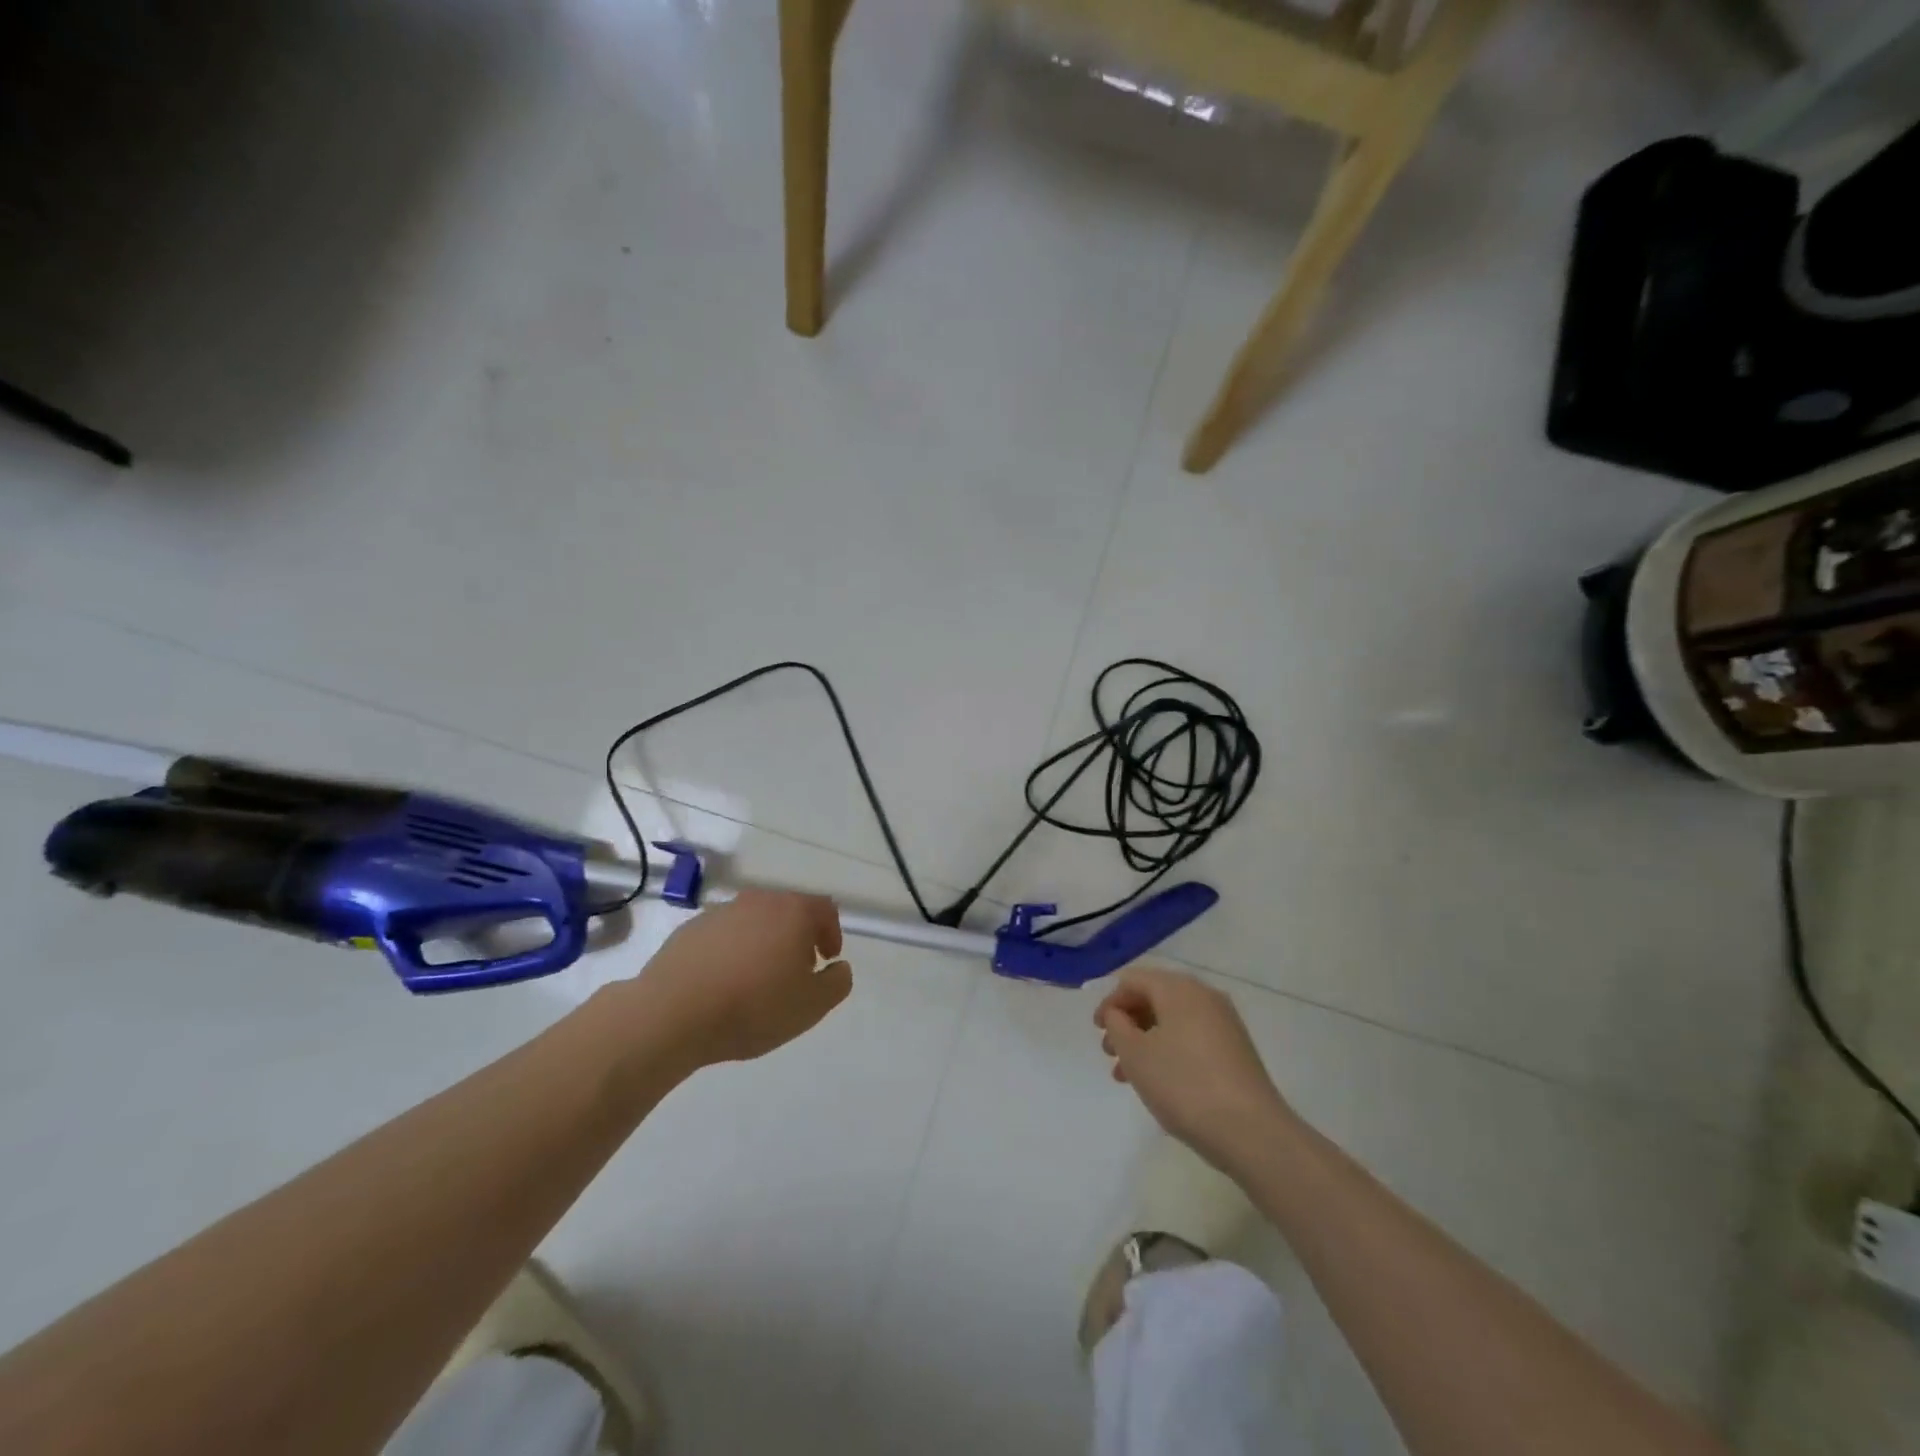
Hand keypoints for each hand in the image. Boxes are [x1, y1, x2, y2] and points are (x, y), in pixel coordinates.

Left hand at [638, 890, 851, 1068]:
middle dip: (797, 937)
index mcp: (792, 912)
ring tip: (757, 980)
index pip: (824, 908)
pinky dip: (731, 952)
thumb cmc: (753, 1006)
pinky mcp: (689, 930)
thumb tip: (839, 967)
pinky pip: (722, 936)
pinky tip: (723, 983)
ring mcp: (721, 912)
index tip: (827, 959)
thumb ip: (836, 983)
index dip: (831, 932)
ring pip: (753, 922)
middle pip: (787, 911)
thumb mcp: (811, 1006)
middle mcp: (758, 901)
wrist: (672, 1013)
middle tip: (795, 970)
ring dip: (762, 943)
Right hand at [1095, 966, 1293, 1173]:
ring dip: (1145, 1040)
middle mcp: (1204, 996)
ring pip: (1172, 1021)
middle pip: (1154, 997)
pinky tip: (1159, 1082)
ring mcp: (1224, 1023)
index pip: (1134, 980)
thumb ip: (1117, 1025)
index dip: (1110, 1002)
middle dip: (1127, 1022)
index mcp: (1178, 988)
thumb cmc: (1183, 1084)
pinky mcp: (1236, 1050)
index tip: (1097, 1032)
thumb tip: (1118, 1013)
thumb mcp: (1135, 1054)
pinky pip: (1191, 1038)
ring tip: (1127, 1076)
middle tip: (1110, 1053)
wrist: (1252, 1132)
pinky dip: (1168, 1051)